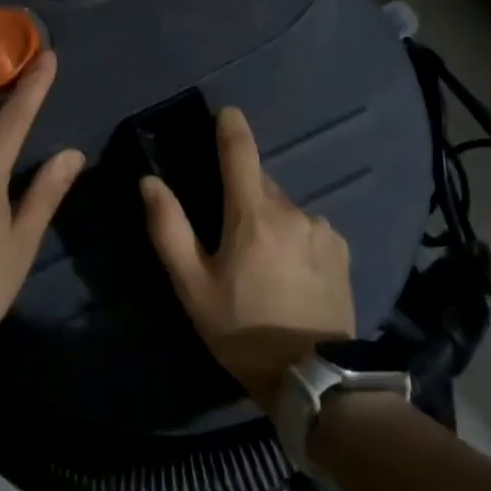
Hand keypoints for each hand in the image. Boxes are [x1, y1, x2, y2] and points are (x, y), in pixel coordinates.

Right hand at [141, 107, 354, 413]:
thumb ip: (169, 229)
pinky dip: (295, 239)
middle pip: (261, 186)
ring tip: (262, 266)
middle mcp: (292, 211)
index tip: (227, 112)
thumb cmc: (242, 330)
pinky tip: (290, 275)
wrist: (313, 379)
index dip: (231, 128)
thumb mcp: (193, 286)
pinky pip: (308, 230)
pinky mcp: (341, 251)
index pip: (241, 153)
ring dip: (270, 222)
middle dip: (244, 197)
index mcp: (253, 215)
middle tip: (230, 236)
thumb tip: (150, 182)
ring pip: (285, 210)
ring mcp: (322, 230)